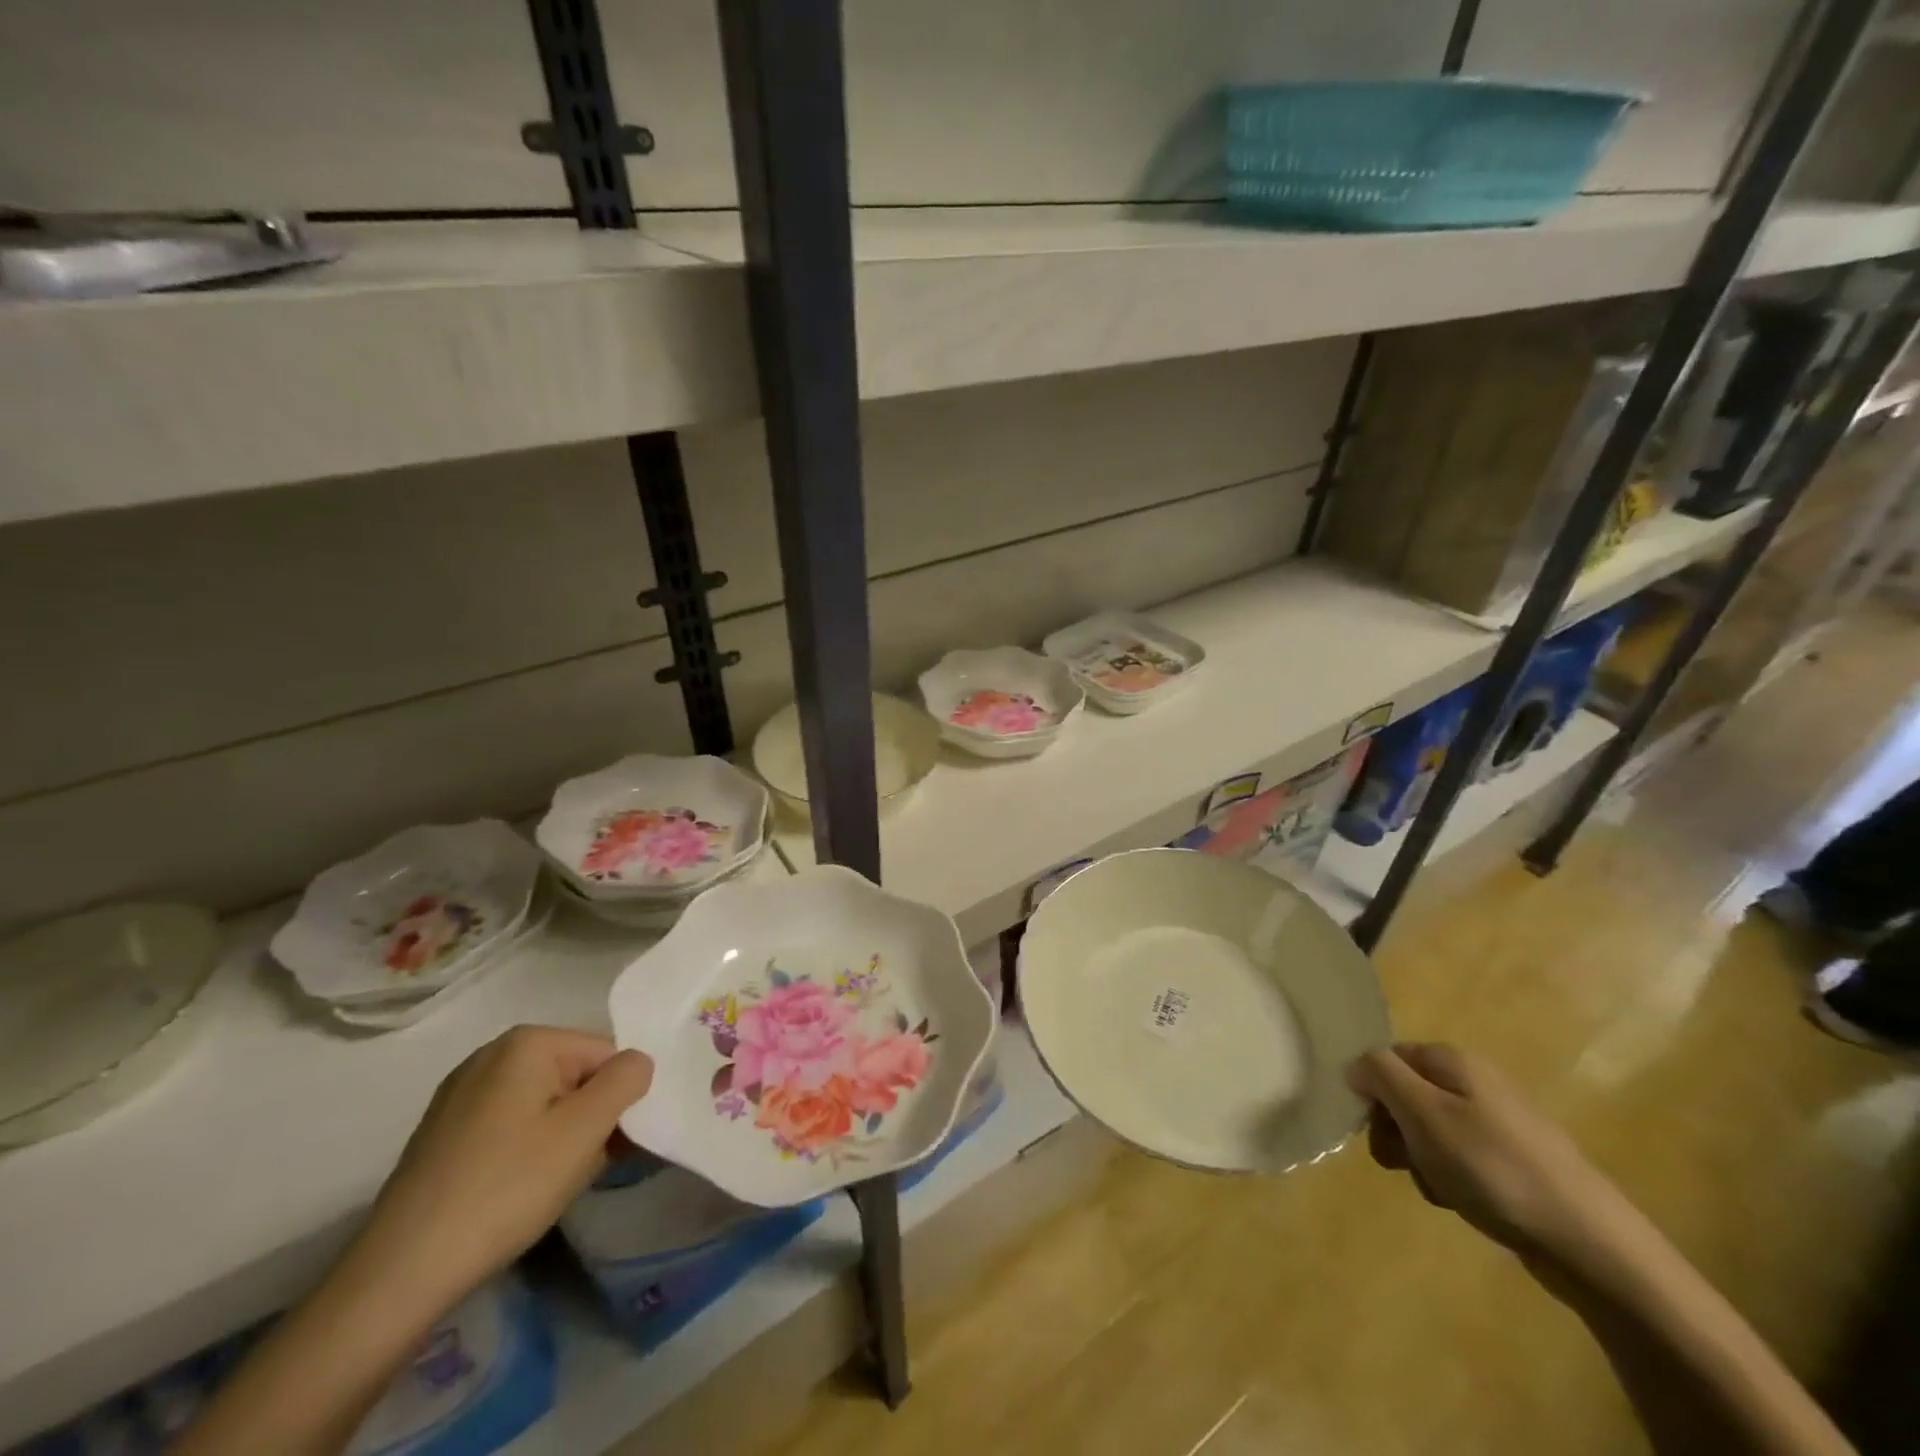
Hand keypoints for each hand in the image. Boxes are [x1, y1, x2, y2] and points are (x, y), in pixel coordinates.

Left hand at [351, 1026, 653, 1311]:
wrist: (402, 1272)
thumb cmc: (507, 1187)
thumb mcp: (585, 1129)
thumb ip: (627, 1080)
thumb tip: (637, 1062)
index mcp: (528, 1042)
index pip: (607, 1056)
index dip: (619, 1101)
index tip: (614, 1147)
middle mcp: (492, 1054)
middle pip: (575, 1077)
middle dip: (590, 1120)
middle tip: (584, 1170)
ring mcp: (461, 1094)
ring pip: (544, 1104)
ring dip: (563, 1139)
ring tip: (551, 1186)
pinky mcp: (443, 1133)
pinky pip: (510, 1126)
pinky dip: (527, 1151)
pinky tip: (517, 1191)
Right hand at [1347, 1042, 1628, 1264]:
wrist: (1591, 1243)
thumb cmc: (1494, 1168)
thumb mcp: (1423, 1114)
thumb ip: (1380, 1075)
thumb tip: (1356, 1063)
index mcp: (1454, 1061)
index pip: (1387, 1057)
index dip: (1371, 1089)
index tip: (1370, 1127)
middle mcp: (1476, 1081)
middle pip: (1407, 1094)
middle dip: (1394, 1129)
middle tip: (1399, 1162)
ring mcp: (1499, 1123)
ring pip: (1430, 1131)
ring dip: (1420, 1159)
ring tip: (1438, 1187)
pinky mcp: (1515, 1162)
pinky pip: (1461, 1159)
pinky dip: (1451, 1178)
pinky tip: (1462, 1201)